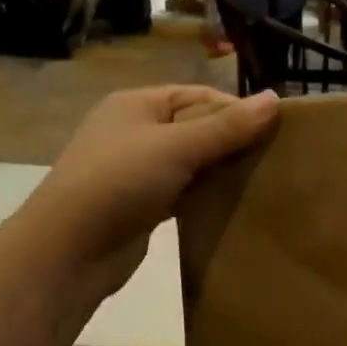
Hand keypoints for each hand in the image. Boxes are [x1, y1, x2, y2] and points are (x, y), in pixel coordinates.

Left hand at [25, 85, 278, 302]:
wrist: (69, 249)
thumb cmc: (119, 181)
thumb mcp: (177, 146)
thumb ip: (227, 127)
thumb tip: (276, 99)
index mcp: (137, 104)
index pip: (198, 96)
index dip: (236, 109)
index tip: (276, 130)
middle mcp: (135, 131)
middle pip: (196, 128)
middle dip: (232, 141)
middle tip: (275, 158)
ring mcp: (136, 171)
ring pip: (191, 162)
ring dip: (220, 170)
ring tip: (262, 181)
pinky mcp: (142, 205)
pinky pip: (183, 191)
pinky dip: (206, 195)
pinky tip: (234, 204)